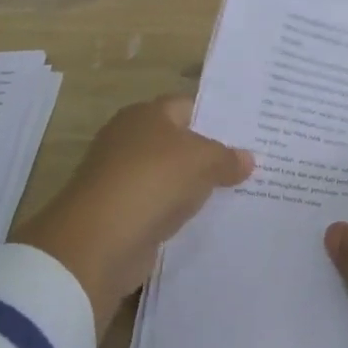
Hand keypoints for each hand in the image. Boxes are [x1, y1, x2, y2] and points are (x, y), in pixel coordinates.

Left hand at [17, 96, 252, 336]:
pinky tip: (205, 220)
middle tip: (249, 164)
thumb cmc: (152, 181)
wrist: (98, 242)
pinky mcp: (121, 213)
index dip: (217, 117)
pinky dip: (177, 212)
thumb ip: (227, 158)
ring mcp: (122, 178)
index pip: (188, 106)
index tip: (248, 132)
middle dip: (209, 153)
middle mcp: (130, 139)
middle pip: (178, 141)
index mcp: (146, 114)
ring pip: (170, 176)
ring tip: (236, 193)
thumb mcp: (201, 161)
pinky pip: (159, 206)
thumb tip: (247, 158)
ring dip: (194, 186)